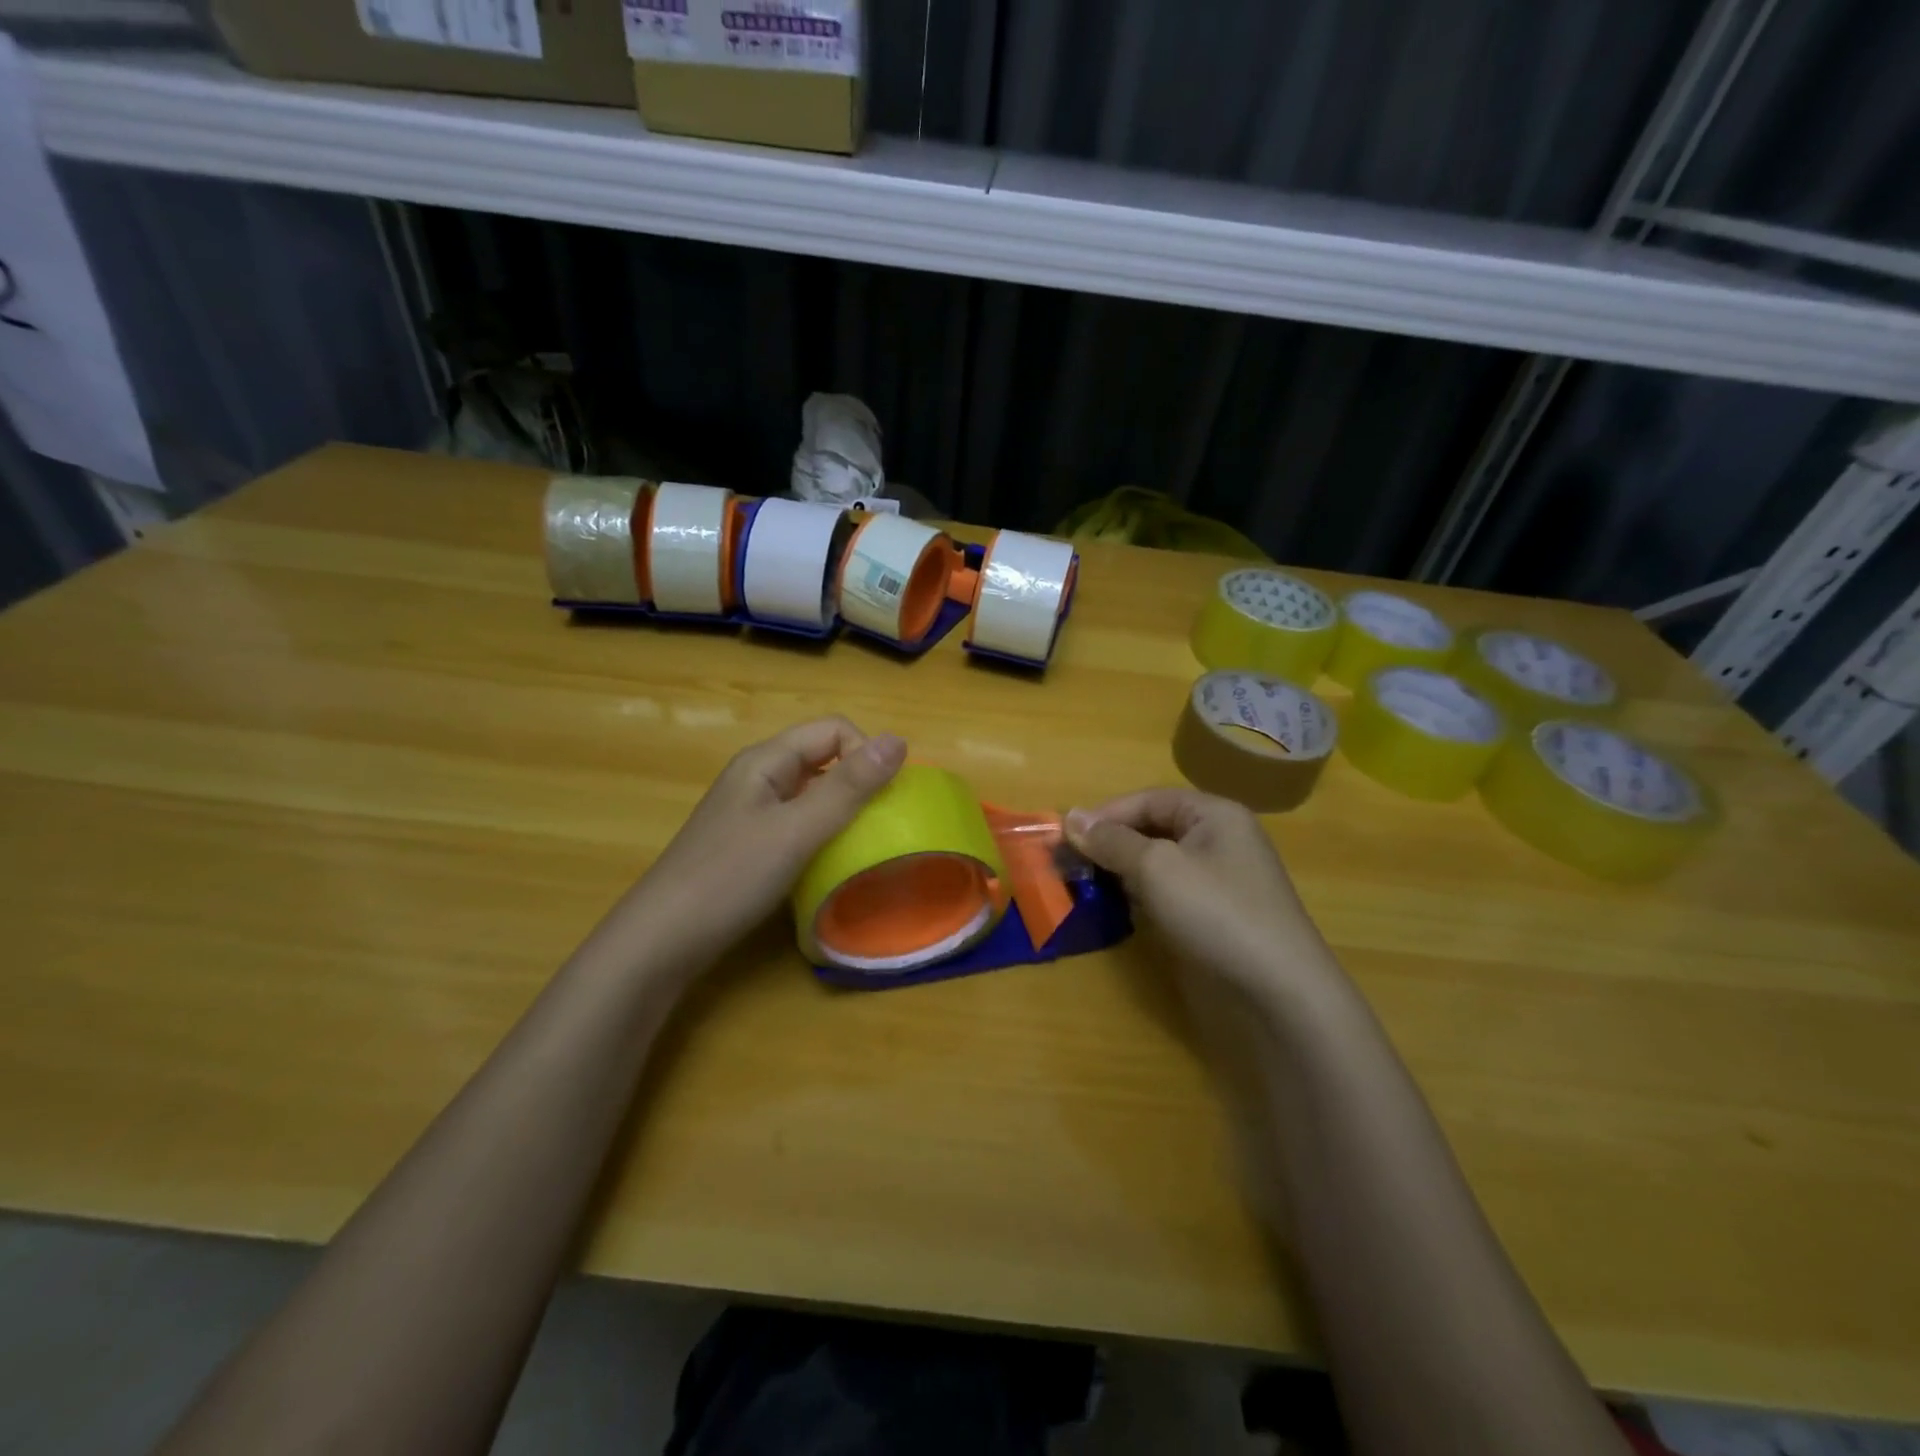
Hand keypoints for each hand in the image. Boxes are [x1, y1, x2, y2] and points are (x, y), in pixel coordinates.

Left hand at [615, 717, 905, 972]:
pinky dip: (822, 833)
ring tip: (859, 844)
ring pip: (813, 792)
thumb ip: (849, 787)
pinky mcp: (750, 842)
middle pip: (824, 757)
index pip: (834, 729)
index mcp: (767, 760)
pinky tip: (827, 863)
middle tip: (878, 825)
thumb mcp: (797, 830)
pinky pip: (799, 821)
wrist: (662, 940)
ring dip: (842, 810)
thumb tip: (900, 740)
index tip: (881, 799)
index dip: (865, 753)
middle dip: (858, 782)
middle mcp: (759, 776)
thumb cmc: (731, 877)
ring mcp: (752, 810)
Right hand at [1065, 788, 1335, 998]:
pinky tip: (1119, 911)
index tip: (1065, 838)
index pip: (1148, 800)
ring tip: (1086, 887)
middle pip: (1152, 829)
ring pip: (1158, 864)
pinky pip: (1169, 893)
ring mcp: (1219, 881)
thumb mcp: (1156, 867)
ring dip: (1122, 872)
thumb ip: (1112, 840)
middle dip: (1111, 844)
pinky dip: (1141, 897)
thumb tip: (1071, 816)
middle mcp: (1219, 840)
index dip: (1105, 815)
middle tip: (1070, 864)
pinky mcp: (1215, 916)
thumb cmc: (1215, 912)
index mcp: (1214, 814)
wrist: (1279, 992)